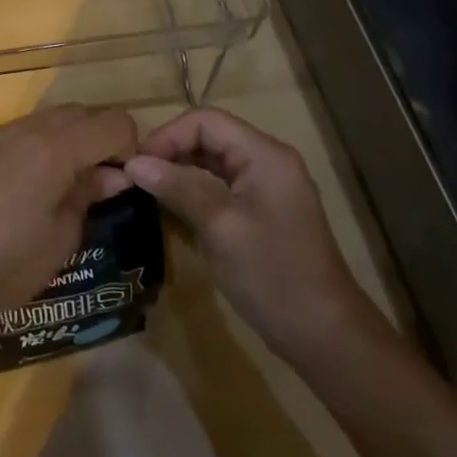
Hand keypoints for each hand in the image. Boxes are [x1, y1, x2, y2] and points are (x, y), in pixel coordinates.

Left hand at [0, 105, 138, 330]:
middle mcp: (19, 129)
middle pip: (74, 114)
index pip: (112, 122)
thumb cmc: (3, 268)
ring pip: (34, 122)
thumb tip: (111, 174)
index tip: (122, 177)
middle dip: (93, 138)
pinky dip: (13, 152)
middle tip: (92, 178)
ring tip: (46, 184)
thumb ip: (87, 194)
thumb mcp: (61, 240)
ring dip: (53, 142)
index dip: (128, 145)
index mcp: (53, 149)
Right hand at [118, 108, 381, 360]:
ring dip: (180, 168)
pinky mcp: (263, 210)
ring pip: (214, 160)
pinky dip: (194, 187)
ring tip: (147, 188)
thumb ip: (177, 187)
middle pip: (210, 136)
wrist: (324, 335)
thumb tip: (133, 163)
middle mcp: (268, 161)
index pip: (205, 121)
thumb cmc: (272, 275)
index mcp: (265, 155)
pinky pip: (222, 183)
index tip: (136, 164)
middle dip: (171, 150)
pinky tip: (173, 205)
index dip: (167, 135)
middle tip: (136, 176)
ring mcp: (268, 186)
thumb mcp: (219, 227)